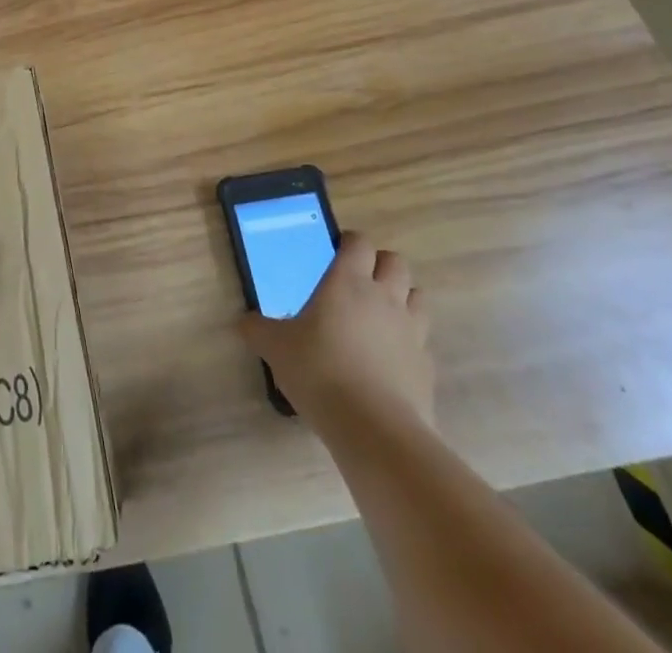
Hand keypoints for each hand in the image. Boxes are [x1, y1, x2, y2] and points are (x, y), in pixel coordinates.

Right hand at [239, 232, 433, 440]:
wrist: (375, 430)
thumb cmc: (320, 372)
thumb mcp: (276, 348)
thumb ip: (258, 329)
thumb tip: (244, 322)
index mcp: (348, 282)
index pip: (359, 243)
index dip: (349, 242)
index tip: (334, 252)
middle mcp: (385, 297)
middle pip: (396, 262)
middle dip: (380, 265)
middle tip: (358, 281)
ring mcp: (412, 331)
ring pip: (417, 297)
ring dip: (402, 298)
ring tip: (379, 315)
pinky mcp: (427, 366)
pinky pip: (422, 341)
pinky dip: (409, 342)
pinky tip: (390, 359)